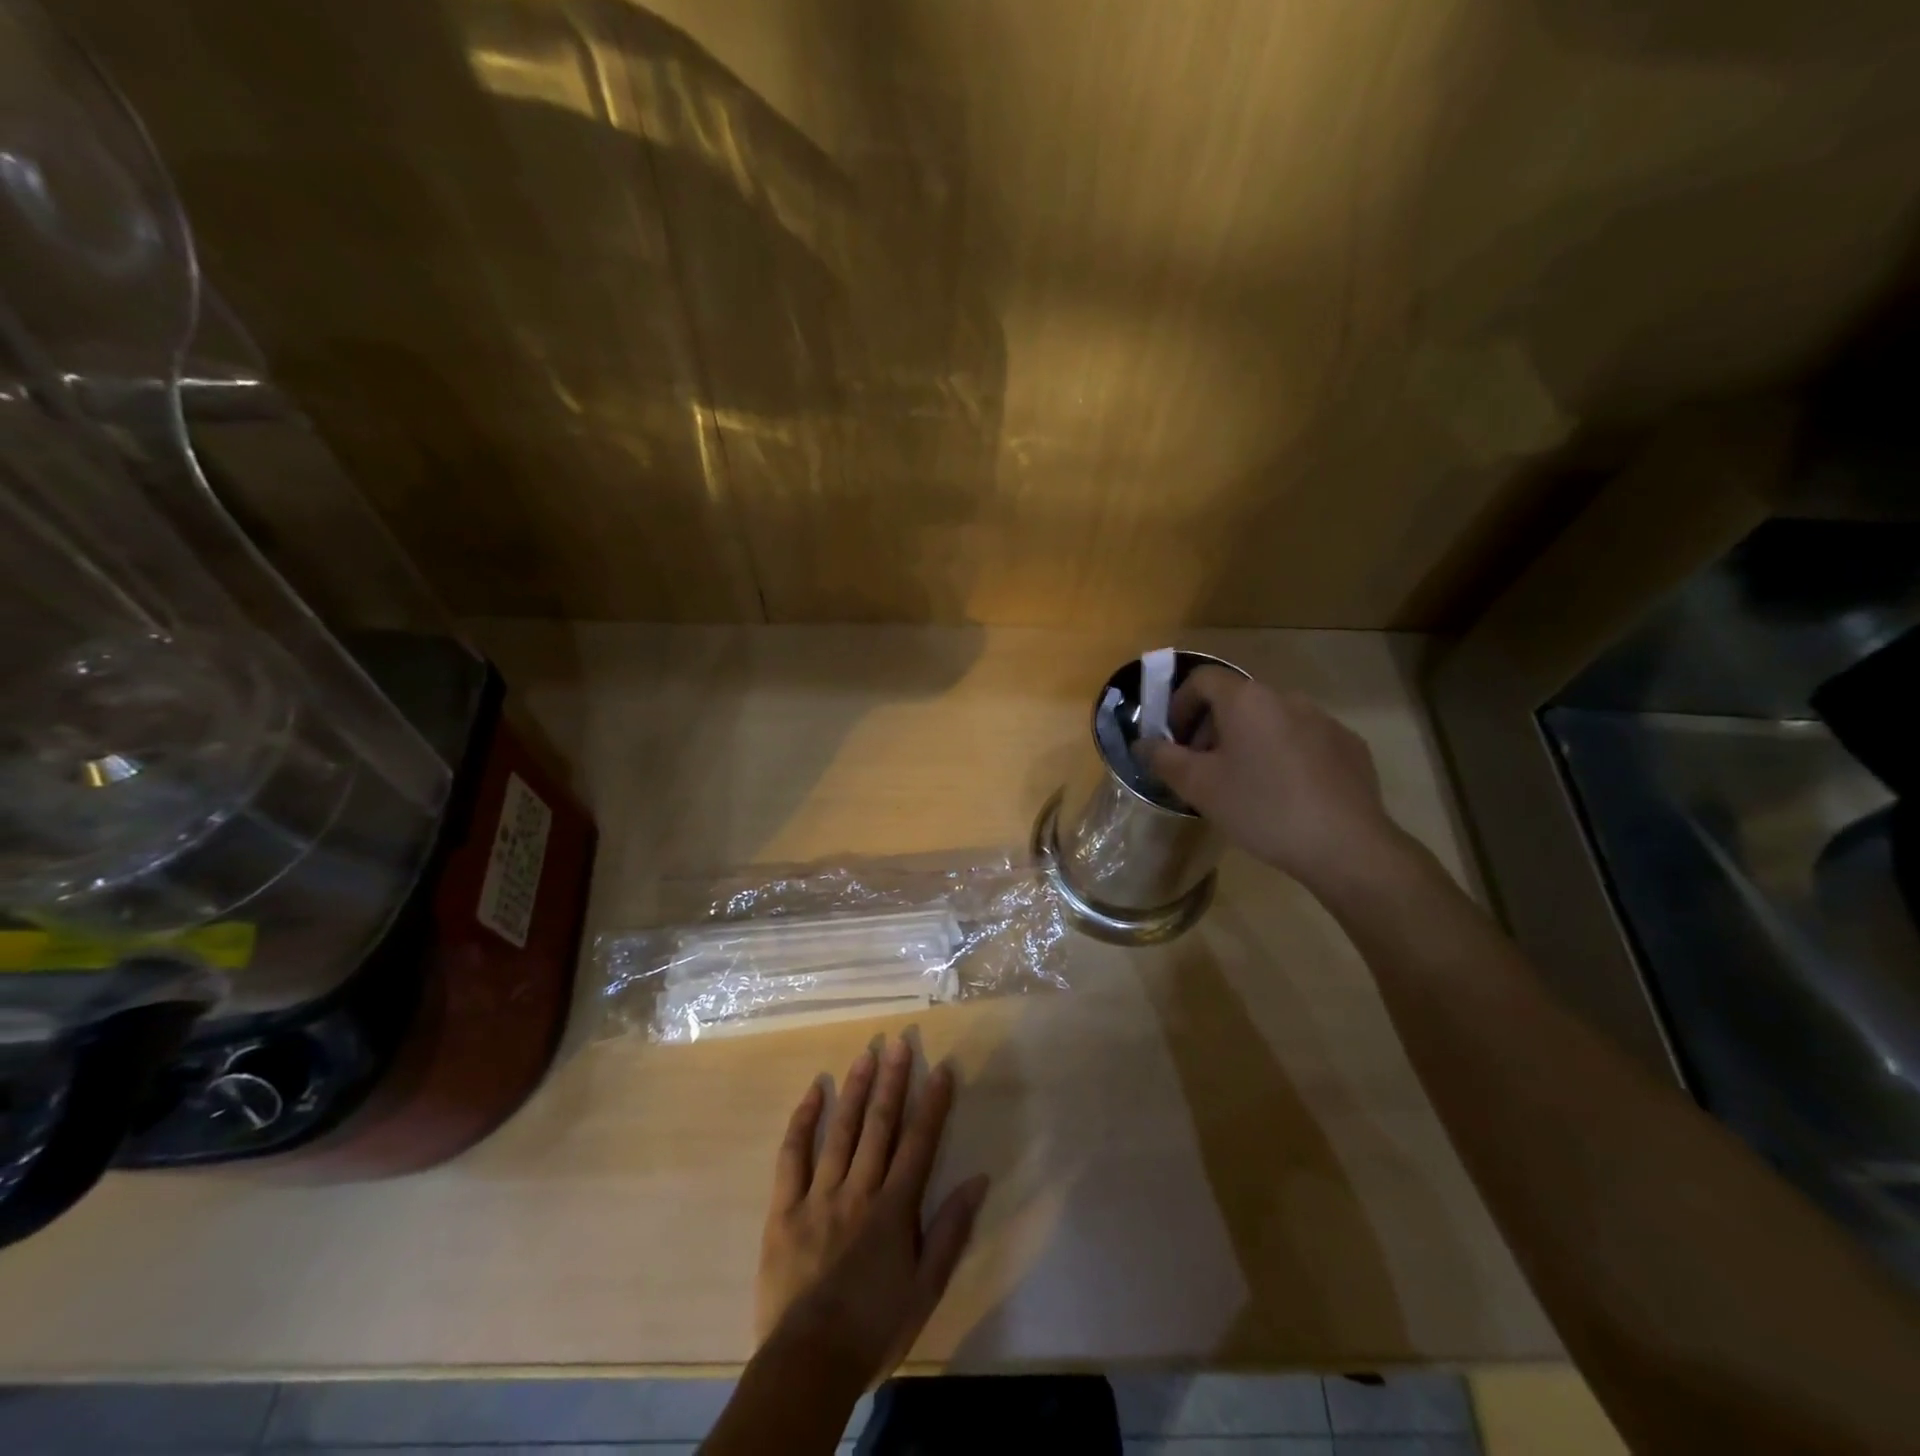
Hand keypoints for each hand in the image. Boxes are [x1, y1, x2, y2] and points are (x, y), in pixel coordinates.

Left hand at [756, 1037, 988, 1386]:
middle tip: (900, 1042)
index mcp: (893, 1209)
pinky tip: (812, 1093)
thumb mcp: (925, 1289)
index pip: (919, 1143)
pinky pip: (792, 1156)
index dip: (932, 1104)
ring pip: (840, 1131)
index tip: (941, 1068)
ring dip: (854, 1089)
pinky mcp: (784, 1208)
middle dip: (892, 1081)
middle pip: (879, 1126)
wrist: (809, 1365)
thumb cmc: (874, 1327)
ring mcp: (818, 1195)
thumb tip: (978, 1180)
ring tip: (866, 1054)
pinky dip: (802, 1122)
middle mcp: (858, 1190)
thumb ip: (950, 1231)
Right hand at [1143, 667, 1403, 889]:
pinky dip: (1284, 754)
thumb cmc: (1261, 808)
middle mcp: (1286, 697)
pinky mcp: (1349, 745)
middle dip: (1212, 728)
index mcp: (1247, 700)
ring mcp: (1324, 720)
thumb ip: (1164, 758)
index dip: (1179, 704)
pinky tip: (1285, 793)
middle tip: (1203, 768)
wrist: (1345, 845)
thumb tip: (1143, 743)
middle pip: (1237, 700)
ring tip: (1245, 784)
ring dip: (1248, 741)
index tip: (1174, 740)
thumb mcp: (1199, 786)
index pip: (1202, 679)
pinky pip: (1304, 739)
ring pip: (1271, 720)